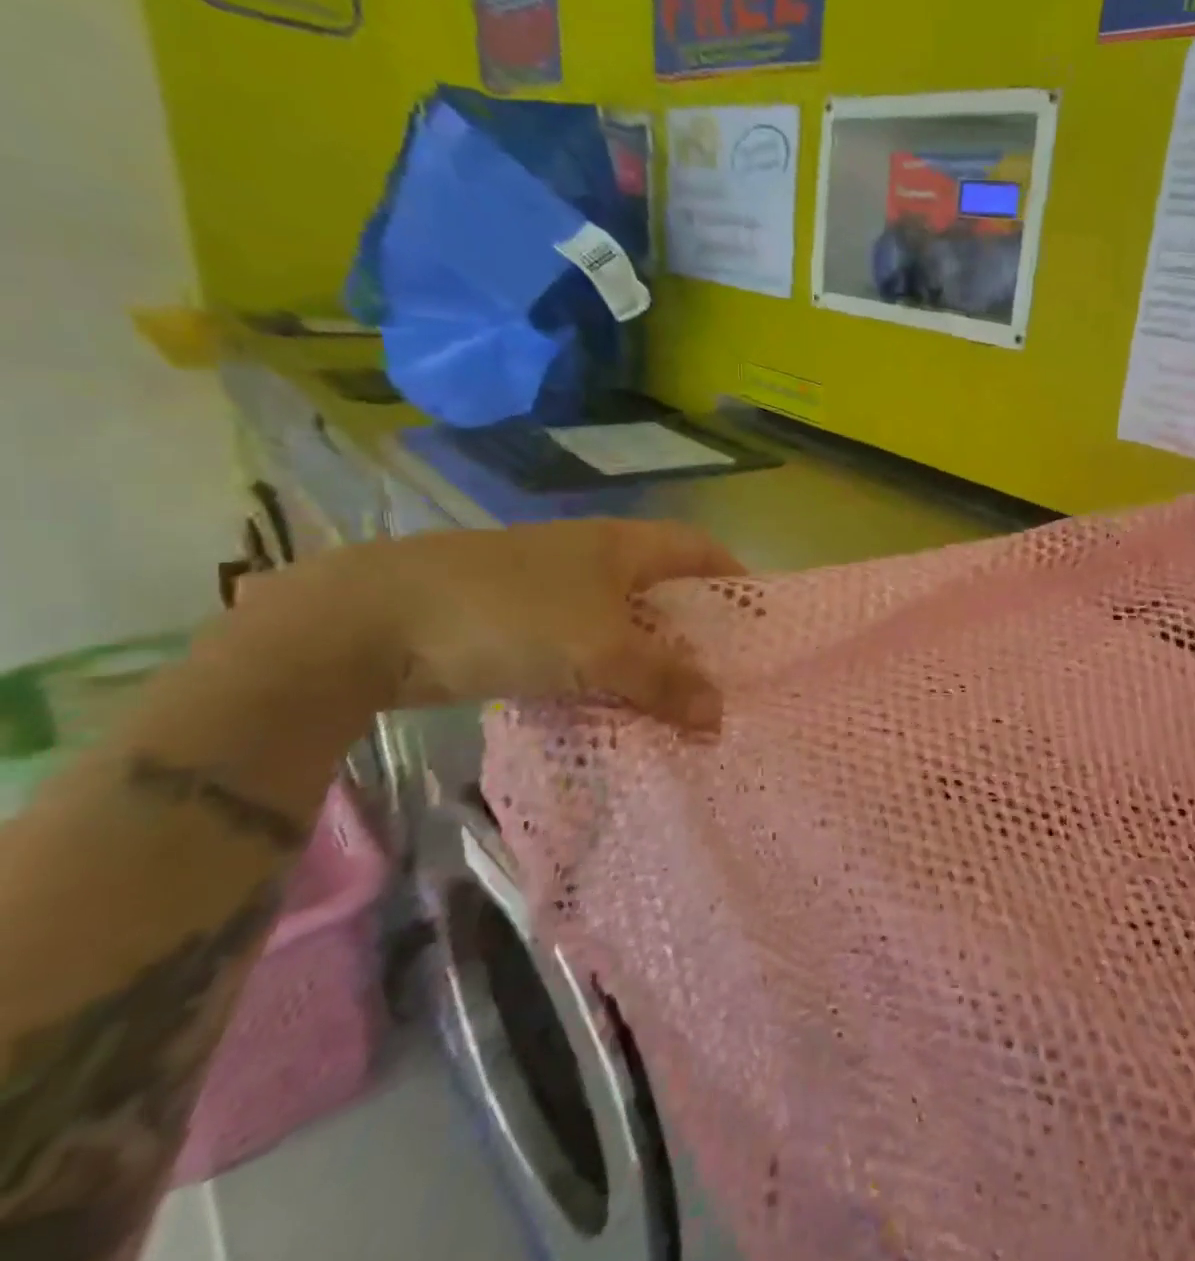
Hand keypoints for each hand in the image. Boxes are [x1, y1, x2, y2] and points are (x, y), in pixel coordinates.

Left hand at [287, 520, 744, 729]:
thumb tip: (720, 715)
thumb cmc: (507, 615)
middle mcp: (591, 558)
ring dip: (649, 659)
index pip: (697, 547)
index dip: (734, 574)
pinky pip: (581, 649)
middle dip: (695, 628)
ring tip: (680, 701)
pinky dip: (604, 675)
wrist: (368, 622)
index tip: (760, 617)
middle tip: (726, 673)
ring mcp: (549, 590)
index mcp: (620, 544)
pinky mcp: (513, 624)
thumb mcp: (599, 650)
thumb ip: (663, 681)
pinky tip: (615, 709)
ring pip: (620, 623)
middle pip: (663, 588)